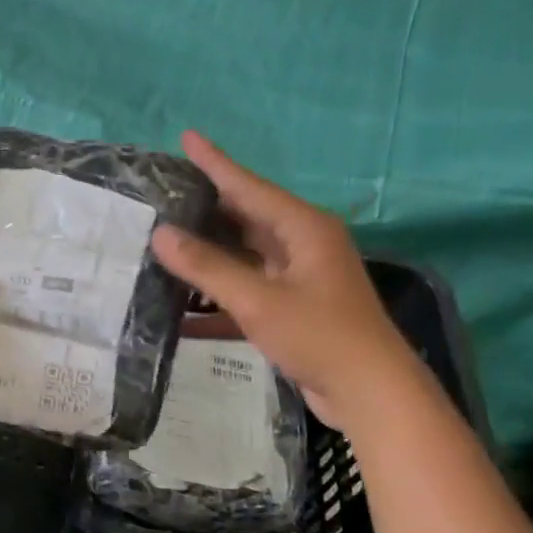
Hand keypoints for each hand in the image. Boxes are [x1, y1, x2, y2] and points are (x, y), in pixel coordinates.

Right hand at [150, 131, 419, 429]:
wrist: (372, 395)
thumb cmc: (320, 336)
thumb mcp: (258, 300)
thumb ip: (207, 267)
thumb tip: (160, 234)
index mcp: (302, 228)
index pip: (248, 186)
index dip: (215, 163)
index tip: (186, 136)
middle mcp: (302, 244)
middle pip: (245, 217)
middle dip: (205, 208)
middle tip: (162, 195)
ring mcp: (298, 277)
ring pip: (243, 255)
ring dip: (208, 256)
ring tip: (163, 243)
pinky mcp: (293, 307)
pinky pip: (247, 290)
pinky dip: (219, 297)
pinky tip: (182, 309)